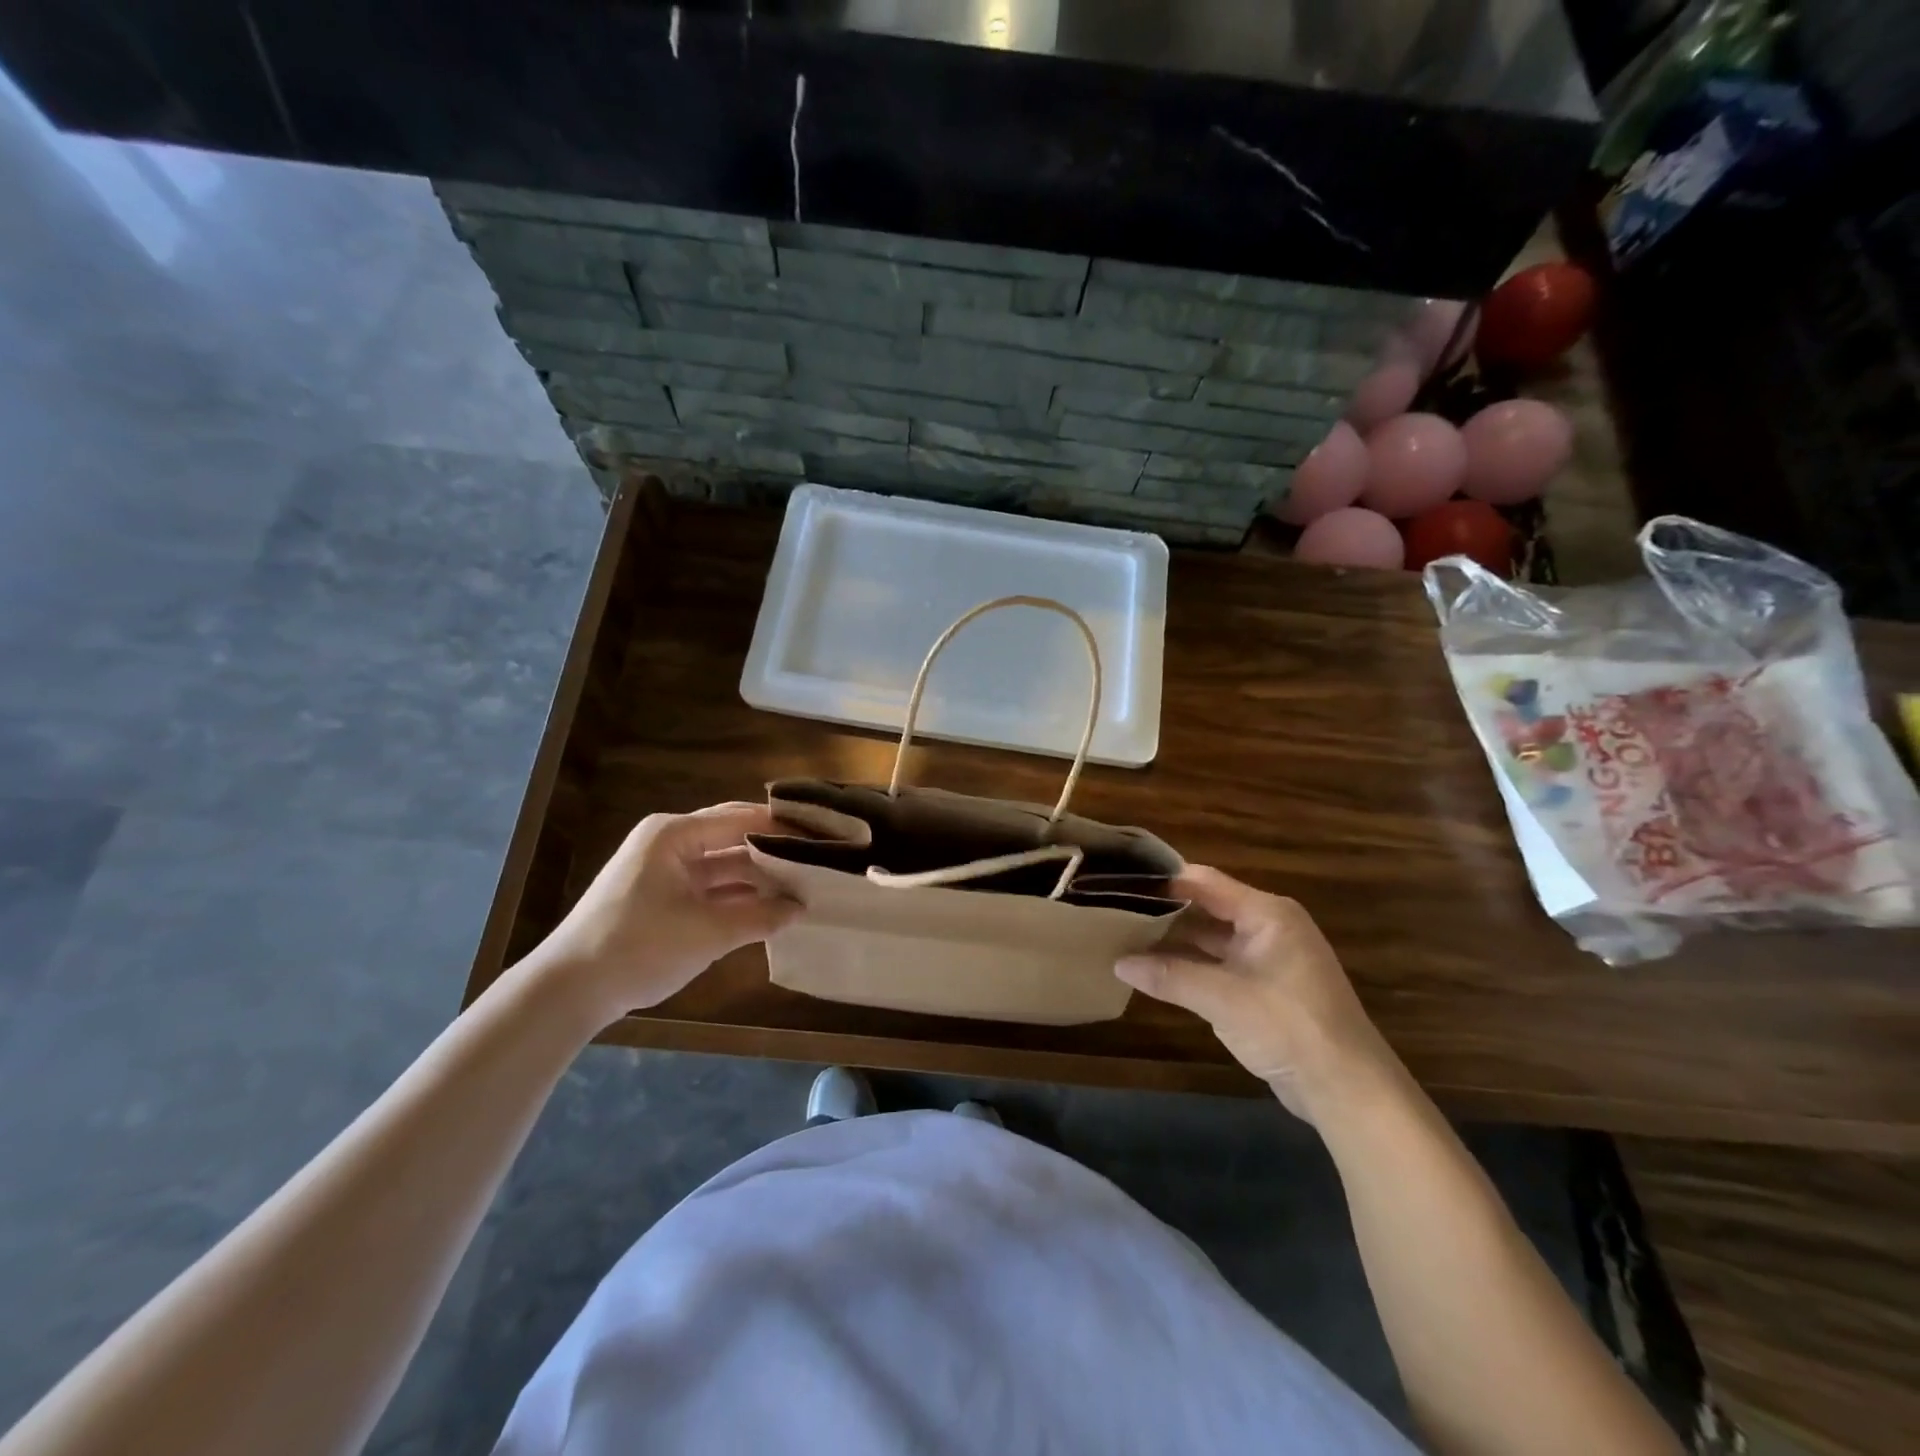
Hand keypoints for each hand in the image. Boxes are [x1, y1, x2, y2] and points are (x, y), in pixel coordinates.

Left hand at [532, 803, 797, 1020]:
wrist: (569, 990)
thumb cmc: (638, 947)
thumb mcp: (707, 933)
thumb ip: (759, 917)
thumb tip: (801, 909)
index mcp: (675, 834)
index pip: (741, 818)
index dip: (783, 826)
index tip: (821, 836)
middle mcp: (671, 843)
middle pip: (734, 837)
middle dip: (774, 849)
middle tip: (818, 858)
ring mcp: (667, 870)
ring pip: (725, 864)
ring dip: (759, 876)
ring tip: (803, 885)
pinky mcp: (664, 896)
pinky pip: (712, 887)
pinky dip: (740, 896)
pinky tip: (772, 907)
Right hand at [1115, 866, 1400, 1122]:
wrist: (1348, 1089)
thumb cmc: (1289, 1027)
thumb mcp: (1223, 999)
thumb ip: (1169, 976)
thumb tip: (1118, 962)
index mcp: (1267, 914)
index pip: (1205, 882)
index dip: (1164, 880)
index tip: (1122, 880)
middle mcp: (1268, 927)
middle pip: (1207, 907)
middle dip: (1165, 911)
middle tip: (1117, 909)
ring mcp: (1268, 958)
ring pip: (1212, 938)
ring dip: (1175, 941)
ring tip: (1127, 937)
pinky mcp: (1266, 987)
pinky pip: (1220, 965)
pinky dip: (1191, 966)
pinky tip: (1156, 971)